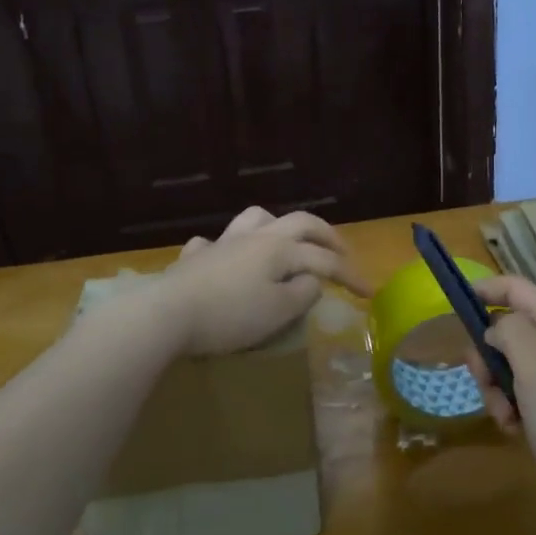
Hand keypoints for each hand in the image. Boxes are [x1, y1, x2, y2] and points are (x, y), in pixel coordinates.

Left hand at [156, 206, 372, 356]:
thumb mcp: (278, 312)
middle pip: (299, 222)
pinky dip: (228, 247)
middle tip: (341, 251)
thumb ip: (303, 293)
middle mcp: (256, 237)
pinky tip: (227, 257)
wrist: (166, 314)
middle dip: (326, 235)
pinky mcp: (195, 259)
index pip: (325, 259)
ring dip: (279, 226)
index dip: (350, 275)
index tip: (369, 293)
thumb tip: (312, 279)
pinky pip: (214, 242)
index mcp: (280, 249)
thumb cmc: (230, 315)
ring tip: (287, 241)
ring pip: (257, 218)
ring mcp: (223, 243)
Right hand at [470, 276, 535, 501]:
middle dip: (486, 354)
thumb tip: (494, 328)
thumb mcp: (535, 364)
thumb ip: (511, 332)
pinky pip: (514, 394)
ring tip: (504, 415)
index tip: (457, 304)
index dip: (488, 288)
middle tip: (483, 379)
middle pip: (505, 330)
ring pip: (505, 365)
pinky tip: (513, 430)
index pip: (518, 289)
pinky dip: (507, 408)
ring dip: (494, 388)